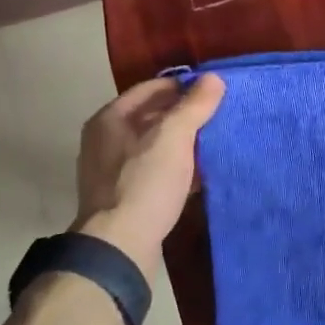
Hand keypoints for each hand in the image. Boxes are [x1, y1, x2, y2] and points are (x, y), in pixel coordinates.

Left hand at [72, 75, 224, 269]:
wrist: (119, 246)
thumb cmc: (144, 183)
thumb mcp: (174, 137)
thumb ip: (194, 106)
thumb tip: (213, 78)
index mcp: (110, 119)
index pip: (151, 88)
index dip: (182, 85)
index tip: (213, 91)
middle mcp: (105, 141)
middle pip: (152, 117)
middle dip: (185, 116)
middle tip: (219, 116)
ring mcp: (112, 171)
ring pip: (154, 147)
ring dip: (182, 144)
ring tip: (214, 144)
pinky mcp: (124, 198)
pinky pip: (154, 172)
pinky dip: (176, 169)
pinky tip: (200, 176)